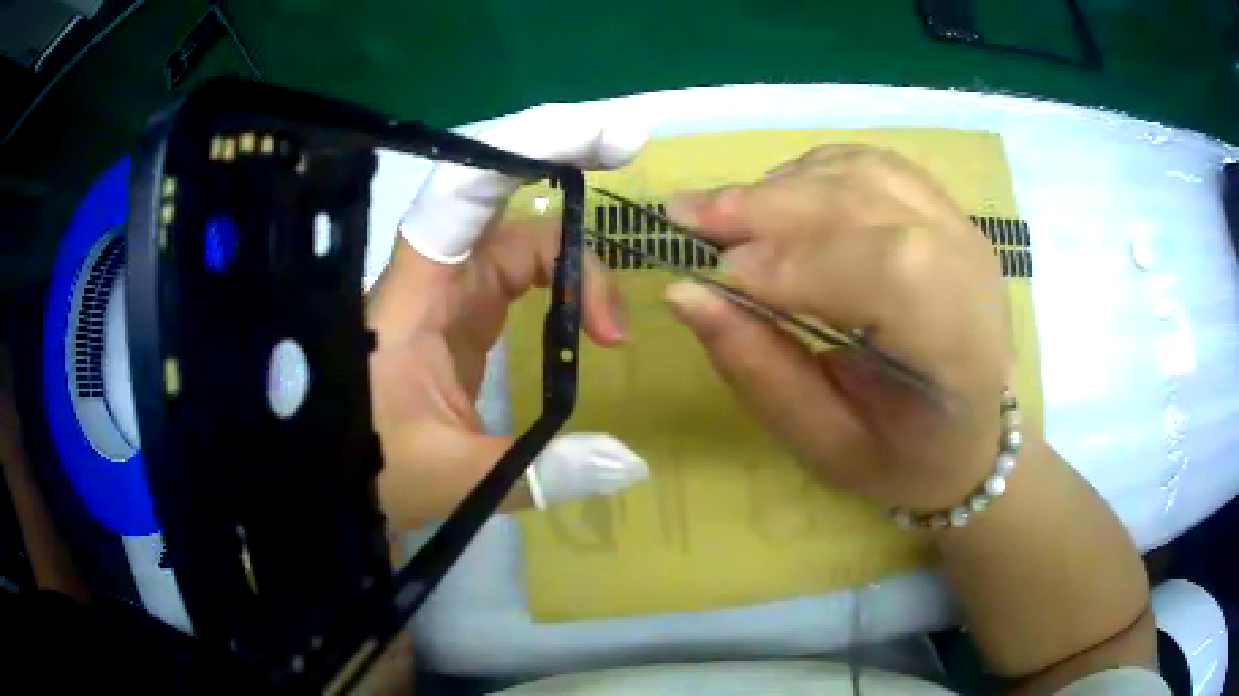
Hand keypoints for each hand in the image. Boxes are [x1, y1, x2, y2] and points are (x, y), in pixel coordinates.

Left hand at [367, 105, 649, 527]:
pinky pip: (525, 275)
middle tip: (626, 146)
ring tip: (611, 330)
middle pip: (505, 200)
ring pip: (524, 240)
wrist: (341, 483)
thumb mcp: (455, 478)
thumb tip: (633, 463)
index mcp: (414, 295)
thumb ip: (540, 472)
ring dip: (577, 266)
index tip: (604, 141)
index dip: (529, 148)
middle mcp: (433, 275)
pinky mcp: (467, 314)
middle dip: (563, 161)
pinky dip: (566, 287)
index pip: (463, 193)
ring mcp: (452, 291)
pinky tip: (590, 326)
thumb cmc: (373, 472)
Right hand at [664, 145, 1012, 510]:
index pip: (889, 272)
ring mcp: (961, 230)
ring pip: (866, 172)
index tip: (718, 274)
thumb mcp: (826, 444)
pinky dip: (815, 170)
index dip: (798, 262)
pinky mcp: (944, 211)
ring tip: (725, 209)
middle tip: (686, 215)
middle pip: (869, 202)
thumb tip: (685, 294)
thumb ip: (760, 369)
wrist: (970, 433)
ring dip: (785, 183)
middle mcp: (971, 271)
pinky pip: (873, 165)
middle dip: (770, 206)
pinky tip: (779, 195)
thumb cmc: (903, 457)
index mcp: (960, 350)